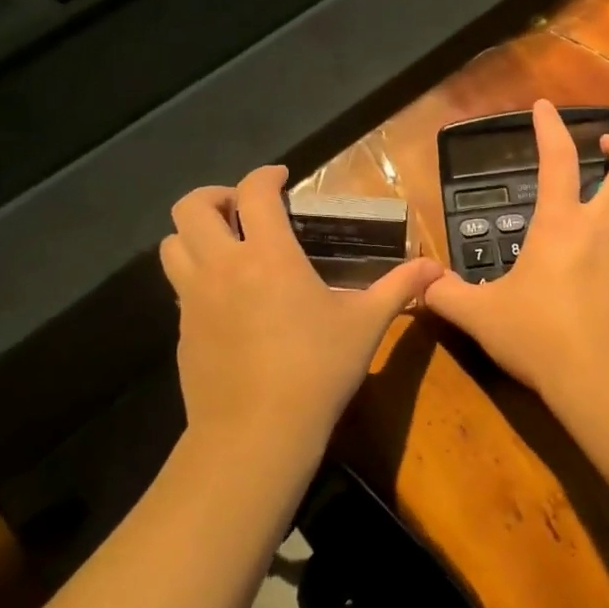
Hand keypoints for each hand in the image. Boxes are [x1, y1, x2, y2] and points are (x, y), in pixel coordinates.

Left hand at [160, 166, 442, 454]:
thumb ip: (399, 288)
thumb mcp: (366, 325)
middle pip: (191, 208)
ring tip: (226, 244)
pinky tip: (228, 298)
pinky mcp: (183, 331)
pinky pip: (179, 286)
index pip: (254, 193)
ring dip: (195, 233)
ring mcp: (194, 300)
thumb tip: (437, 269)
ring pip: (171, 245)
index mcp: (268, 256)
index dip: (266, 176)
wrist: (256, 432)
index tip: (282, 178)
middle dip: (215, 196)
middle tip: (243, 208)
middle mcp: (222, 267)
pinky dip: (197, 275)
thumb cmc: (317, 370)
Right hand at [424, 100, 608, 404]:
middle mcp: (604, 226)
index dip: (550, 127)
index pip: (556, 159)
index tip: (544, 107)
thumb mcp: (480, 316)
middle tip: (608, 145)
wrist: (601, 376)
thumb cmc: (537, 336)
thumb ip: (447, 296)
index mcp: (560, 224)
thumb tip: (421, 287)